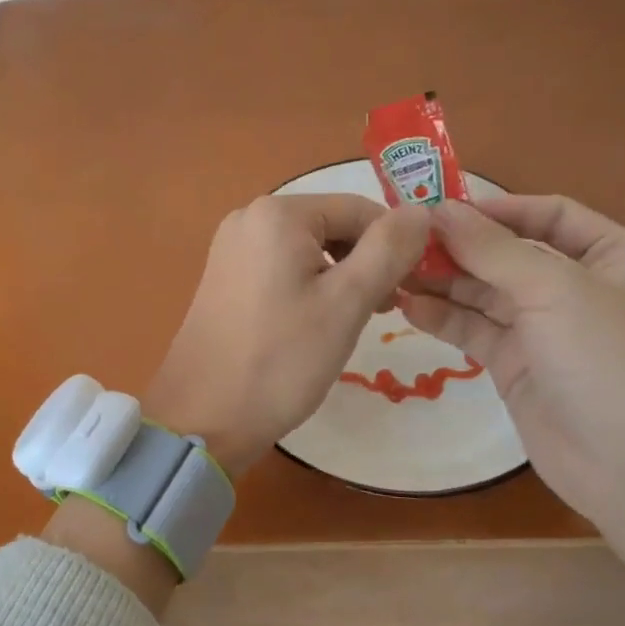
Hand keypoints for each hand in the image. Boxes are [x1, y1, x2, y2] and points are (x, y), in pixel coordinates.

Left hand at [145, 194, 430, 478]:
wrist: (203, 416)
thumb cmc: (281, 359)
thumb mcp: (346, 302)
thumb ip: (389, 249)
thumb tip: (421, 210)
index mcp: (278, 213)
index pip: (359, 209)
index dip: (394, 245)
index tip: (408, 291)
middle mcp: (248, 217)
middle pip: (332, 225)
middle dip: (365, 262)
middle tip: (382, 312)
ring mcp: (231, 247)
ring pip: (308, 248)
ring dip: (340, 277)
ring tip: (352, 322)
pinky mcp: (224, 276)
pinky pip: (281, 266)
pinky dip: (309, 286)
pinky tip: (316, 324)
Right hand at [397, 196, 624, 588]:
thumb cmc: (612, 362)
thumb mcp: (555, 291)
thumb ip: (492, 249)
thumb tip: (439, 210)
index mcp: (615, 256)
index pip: (550, 214)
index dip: (496, 208)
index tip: (440, 207)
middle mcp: (581, 287)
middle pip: (510, 253)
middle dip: (460, 246)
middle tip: (402, 238)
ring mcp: (547, 330)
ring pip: (487, 292)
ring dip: (444, 280)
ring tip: (393, 270)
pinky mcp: (519, 366)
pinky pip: (476, 330)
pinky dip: (444, 317)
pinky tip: (408, 306)